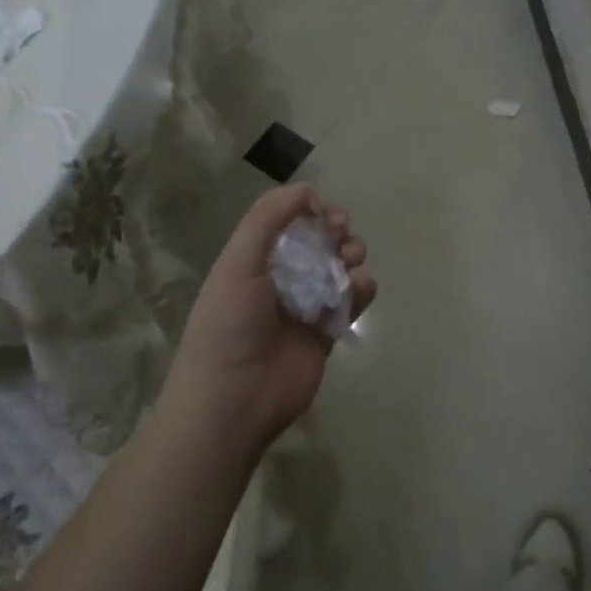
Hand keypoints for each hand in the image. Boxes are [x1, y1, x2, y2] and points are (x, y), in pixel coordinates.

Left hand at [164, 183, 375, 455]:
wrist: (233, 400)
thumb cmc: (229, 324)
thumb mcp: (239, 261)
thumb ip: (269, 218)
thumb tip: (308, 190)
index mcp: (252, 260)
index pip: (287, 223)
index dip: (310, 211)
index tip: (326, 212)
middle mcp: (278, 280)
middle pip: (317, 243)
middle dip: (335, 231)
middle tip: (342, 234)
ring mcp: (303, 308)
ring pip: (338, 269)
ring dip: (350, 256)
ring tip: (352, 260)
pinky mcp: (325, 334)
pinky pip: (350, 303)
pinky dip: (361, 290)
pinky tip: (360, 288)